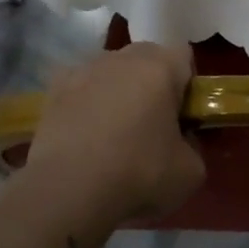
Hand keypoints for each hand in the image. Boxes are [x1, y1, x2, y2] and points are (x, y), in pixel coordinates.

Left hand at [17, 42, 205, 225]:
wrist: (68, 190)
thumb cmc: (139, 173)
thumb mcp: (191, 171)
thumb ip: (195, 146)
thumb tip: (182, 142)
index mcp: (160, 66)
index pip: (184, 57)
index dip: (188, 85)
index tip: (184, 116)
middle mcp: (122, 57)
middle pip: (147, 59)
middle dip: (153, 84)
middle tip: (154, 124)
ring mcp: (83, 70)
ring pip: (112, 72)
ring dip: (118, 91)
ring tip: (114, 134)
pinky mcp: (53, 90)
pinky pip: (81, 88)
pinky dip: (86, 103)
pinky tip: (85, 135)